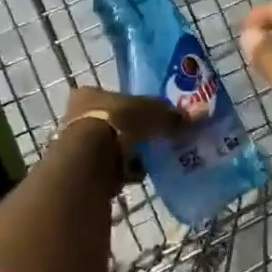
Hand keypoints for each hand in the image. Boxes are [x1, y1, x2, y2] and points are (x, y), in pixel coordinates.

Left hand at [60, 86, 185, 174]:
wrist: (90, 162)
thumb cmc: (118, 123)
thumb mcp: (152, 113)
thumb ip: (170, 115)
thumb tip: (196, 117)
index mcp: (88, 94)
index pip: (112, 96)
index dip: (132, 106)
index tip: (149, 117)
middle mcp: (76, 115)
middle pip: (111, 122)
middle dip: (131, 133)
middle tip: (152, 140)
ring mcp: (75, 145)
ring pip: (109, 147)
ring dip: (126, 155)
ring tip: (148, 162)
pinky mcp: (80, 170)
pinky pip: (107, 170)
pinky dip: (122, 173)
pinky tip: (136, 177)